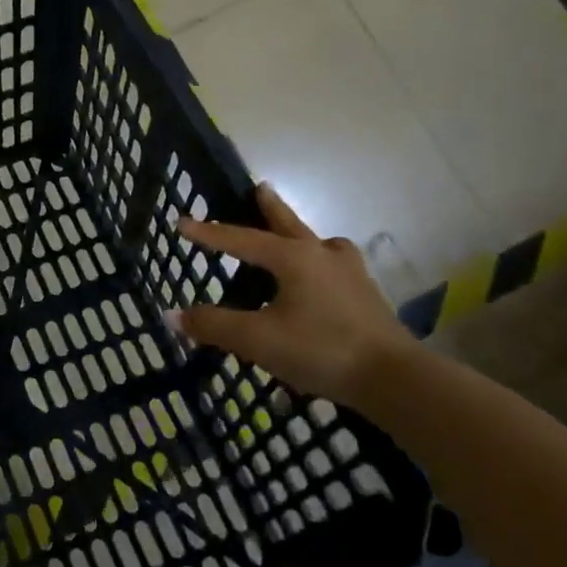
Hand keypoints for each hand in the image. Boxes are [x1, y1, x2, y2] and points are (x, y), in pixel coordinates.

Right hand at [173, 184, 416, 405]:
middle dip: (271, 208)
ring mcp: (350, 274)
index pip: (241, 239)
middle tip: (260, 187)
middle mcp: (322, 256)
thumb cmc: (321, 350)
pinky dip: (321, 263)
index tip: (182, 221)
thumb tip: (172, 315)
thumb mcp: (258, 340)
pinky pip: (335, 267)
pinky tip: (321, 279)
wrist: (395, 378)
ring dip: (301, 235)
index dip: (209, 233)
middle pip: (289, 225)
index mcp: (294, 258)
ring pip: (319, 244)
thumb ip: (215, 326)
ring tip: (294, 237)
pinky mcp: (366, 296)